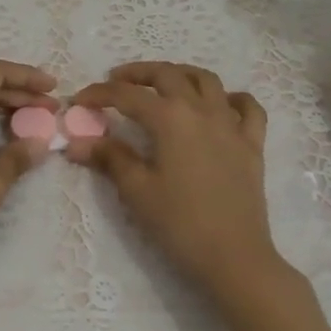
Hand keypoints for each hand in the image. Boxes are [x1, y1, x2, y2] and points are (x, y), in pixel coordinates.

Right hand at [69, 62, 330, 330]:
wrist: (235, 257)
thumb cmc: (180, 224)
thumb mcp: (137, 191)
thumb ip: (110, 158)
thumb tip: (77, 142)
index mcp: (170, 119)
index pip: (127, 95)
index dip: (100, 94)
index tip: (79, 100)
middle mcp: (201, 110)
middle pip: (167, 75)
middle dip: (137, 73)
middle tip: (116, 81)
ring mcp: (231, 125)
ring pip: (207, 81)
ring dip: (180, 74)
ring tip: (163, 83)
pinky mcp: (252, 144)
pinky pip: (247, 108)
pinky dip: (231, 98)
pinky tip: (220, 105)